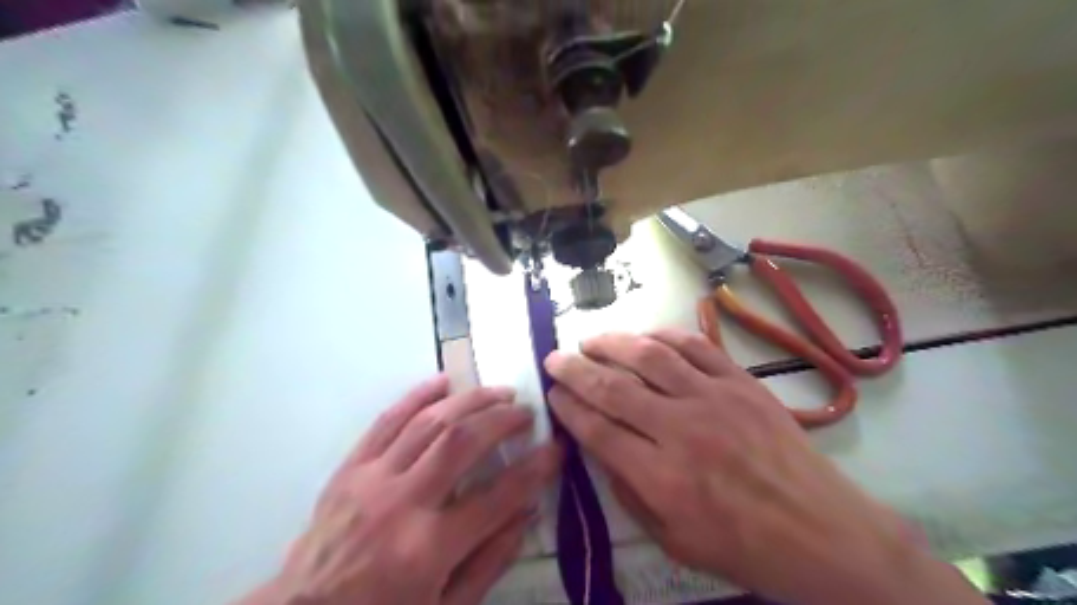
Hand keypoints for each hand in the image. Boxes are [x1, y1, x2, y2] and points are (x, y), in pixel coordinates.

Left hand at [246, 378, 559, 604]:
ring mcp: (372, 479)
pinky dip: (417, 395)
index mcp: (428, 549)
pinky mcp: (351, 468)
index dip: (535, 469)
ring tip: (499, 392)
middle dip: (502, 419)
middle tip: (527, 411)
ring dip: (470, 400)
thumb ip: (490, 560)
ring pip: (428, 422)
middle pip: (461, 442)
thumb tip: (528, 511)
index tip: (556, 448)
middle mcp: (402, 504)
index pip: (498, 496)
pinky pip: (386, 420)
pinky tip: (444, 380)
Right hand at [549, 330, 982, 604]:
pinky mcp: (740, 382)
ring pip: (649, 356)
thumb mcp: (672, 540)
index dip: (568, 407)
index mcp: (660, 477)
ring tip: (590, 341)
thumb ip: (627, 491)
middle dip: (574, 370)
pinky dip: (663, 336)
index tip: (553, 394)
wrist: (820, 531)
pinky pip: (694, 346)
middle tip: (554, 359)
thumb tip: (599, 447)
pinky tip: (644, 337)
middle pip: (613, 387)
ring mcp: (713, 399)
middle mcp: (681, 430)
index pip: (597, 429)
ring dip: (611, 343)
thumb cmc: (741, 545)